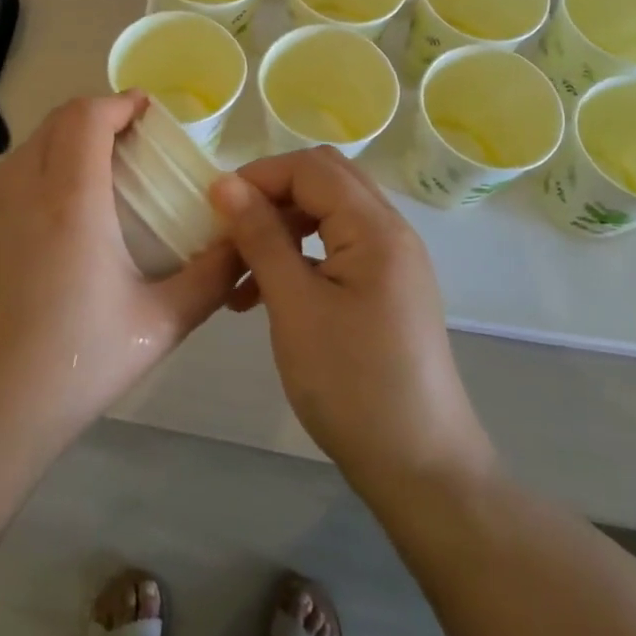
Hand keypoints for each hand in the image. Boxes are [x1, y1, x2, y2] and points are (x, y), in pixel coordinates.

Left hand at [0, 93, 240, 458]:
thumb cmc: (76, 364)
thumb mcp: (161, 323)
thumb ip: (212, 277)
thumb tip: (244, 242)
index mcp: (69, 199)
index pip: (86, 116)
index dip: (118, 101)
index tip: (145, 111)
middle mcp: (18, 190)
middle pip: (54, 122)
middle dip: (93, 118)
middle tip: (127, 143)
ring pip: (24, 151)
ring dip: (61, 146)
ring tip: (91, 180)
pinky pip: (1, 184)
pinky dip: (32, 177)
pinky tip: (48, 226)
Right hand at [210, 147, 495, 495]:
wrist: (420, 468)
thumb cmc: (352, 384)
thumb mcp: (294, 306)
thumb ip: (261, 237)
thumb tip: (224, 183)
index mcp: (375, 228)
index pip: (310, 168)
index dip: (258, 176)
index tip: (214, 208)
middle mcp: (391, 231)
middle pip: (324, 181)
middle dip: (271, 195)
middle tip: (229, 229)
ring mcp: (392, 261)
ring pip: (328, 214)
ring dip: (282, 227)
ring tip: (238, 272)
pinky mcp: (386, 289)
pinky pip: (337, 248)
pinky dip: (299, 256)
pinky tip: (264, 295)